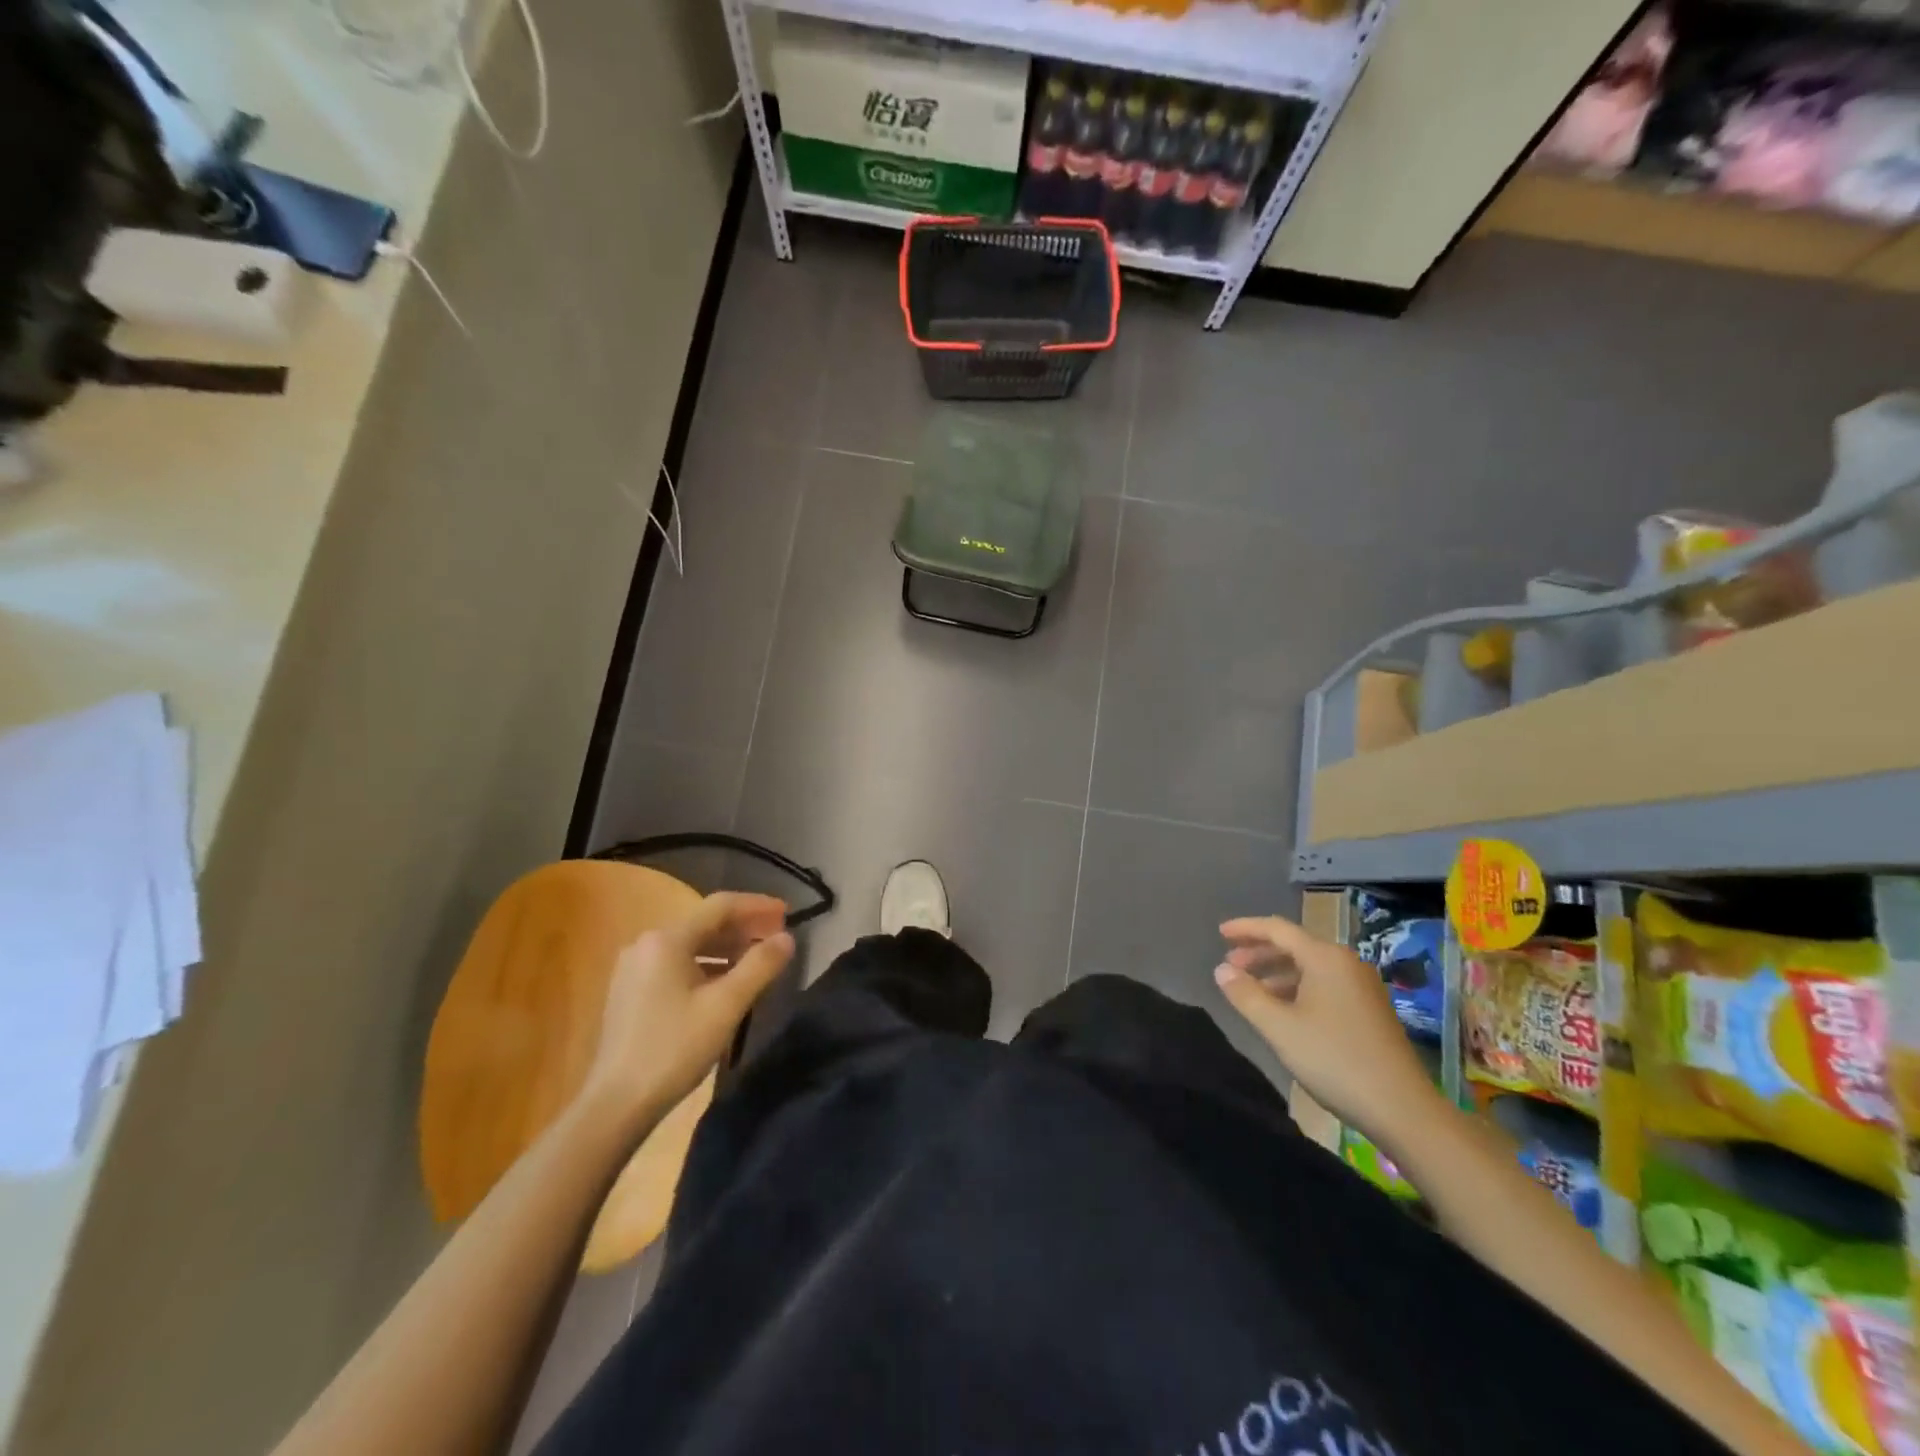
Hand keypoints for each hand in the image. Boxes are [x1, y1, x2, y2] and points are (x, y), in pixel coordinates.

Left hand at [578, 893, 794, 1126]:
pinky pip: (677, 964)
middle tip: (778, 938)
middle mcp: (646, 944)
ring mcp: (634, 968)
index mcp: (667, 939)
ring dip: (728, 949)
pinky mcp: (630, 991)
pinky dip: (707, 966)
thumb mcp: (726, 1006)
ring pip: (692, 945)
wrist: (615, 1104)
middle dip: (744, 928)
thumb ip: (760, 966)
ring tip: (758, 961)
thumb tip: (788, 938)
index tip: (788, 912)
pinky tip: (726, 984)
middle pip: (705, 924)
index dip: (758, 905)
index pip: (721, 906)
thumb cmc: (674, 1048)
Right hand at [1215, 913, 1442, 1145]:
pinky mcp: (1370, 1008)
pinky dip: (1297, 988)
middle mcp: (1346, 963)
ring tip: (1250, 989)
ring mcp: (1362, 986)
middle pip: (1295, 945)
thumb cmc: (1334, 1060)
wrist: (1403, 1109)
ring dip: (1276, 973)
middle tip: (1229, 965)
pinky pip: (1324, 984)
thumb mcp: (1279, 1027)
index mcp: (1325, 958)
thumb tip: (1221, 970)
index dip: (1245, 928)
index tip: (1219, 933)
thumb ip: (1246, 994)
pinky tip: (1283, 1010)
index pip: (1277, 929)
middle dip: (1259, 952)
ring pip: (1310, 967)